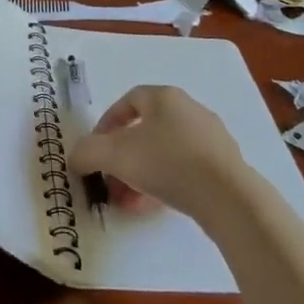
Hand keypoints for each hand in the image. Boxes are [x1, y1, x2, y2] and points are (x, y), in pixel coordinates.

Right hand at [68, 84, 250, 221]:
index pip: (129, 100)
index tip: (96, 148)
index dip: (107, 122)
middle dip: (122, 157)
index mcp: (164, 97)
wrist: (227, 196)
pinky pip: (186, 169)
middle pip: (146, 130)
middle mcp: (189, 110)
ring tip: (128, 201)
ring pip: (164, 153)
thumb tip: (76, 158)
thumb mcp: (114, 155)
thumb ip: (87, 153)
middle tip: (111, 181)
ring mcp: (210, 138)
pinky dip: (165, 184)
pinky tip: (153, 207)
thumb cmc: (166, 162)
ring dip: (141, 174)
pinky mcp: (224, 165)